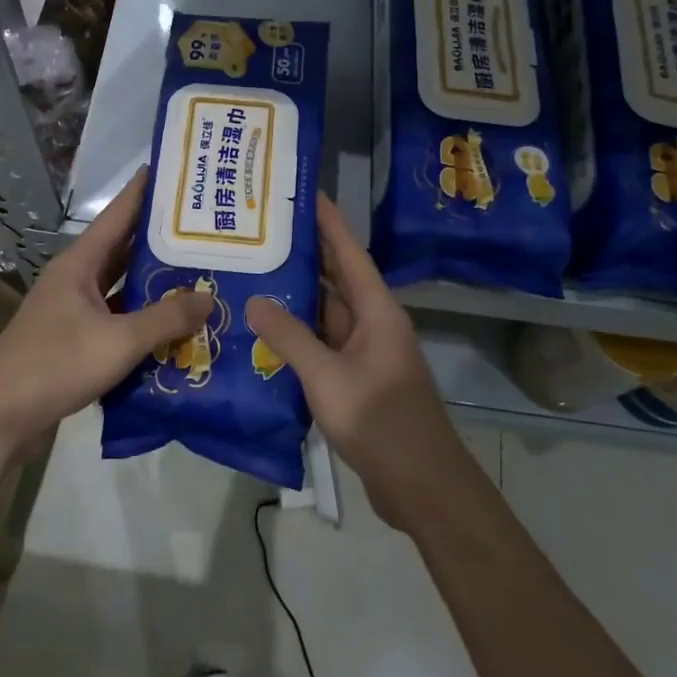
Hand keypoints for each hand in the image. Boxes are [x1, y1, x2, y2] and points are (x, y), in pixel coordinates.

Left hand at [0, 171, 212, 448]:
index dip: (145, 191)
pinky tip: (173, 325)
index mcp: (80, 264)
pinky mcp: (76, 340)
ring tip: (199, 272)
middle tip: (204, 227)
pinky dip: (143, 318)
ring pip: (122, 286)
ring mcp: (74, 311)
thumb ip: (165, 319)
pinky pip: (118, 318)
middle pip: (124, 248)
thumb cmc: (55, 364)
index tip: (174, 170)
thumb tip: (208, 298)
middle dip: (161, 238)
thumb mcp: (118, 341)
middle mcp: (76, 279)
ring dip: (154, 282)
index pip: (118, 214)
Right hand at [247, 193, 465, 528]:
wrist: (420, 484)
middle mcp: (374, 323)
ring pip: (327, 314)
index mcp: (377, 310)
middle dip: (305, 255)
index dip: (329, 221)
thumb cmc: (379, 420)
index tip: (305, 192)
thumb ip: (290, 337)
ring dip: (297, 299)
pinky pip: (324, 345)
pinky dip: (299, 336)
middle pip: (337, 280)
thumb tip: (256, 300)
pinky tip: (267, 334)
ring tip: (255, 276)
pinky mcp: (357, 381)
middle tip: (263, 234)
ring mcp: (366, 354)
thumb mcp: (327, 376)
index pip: (349, 252)